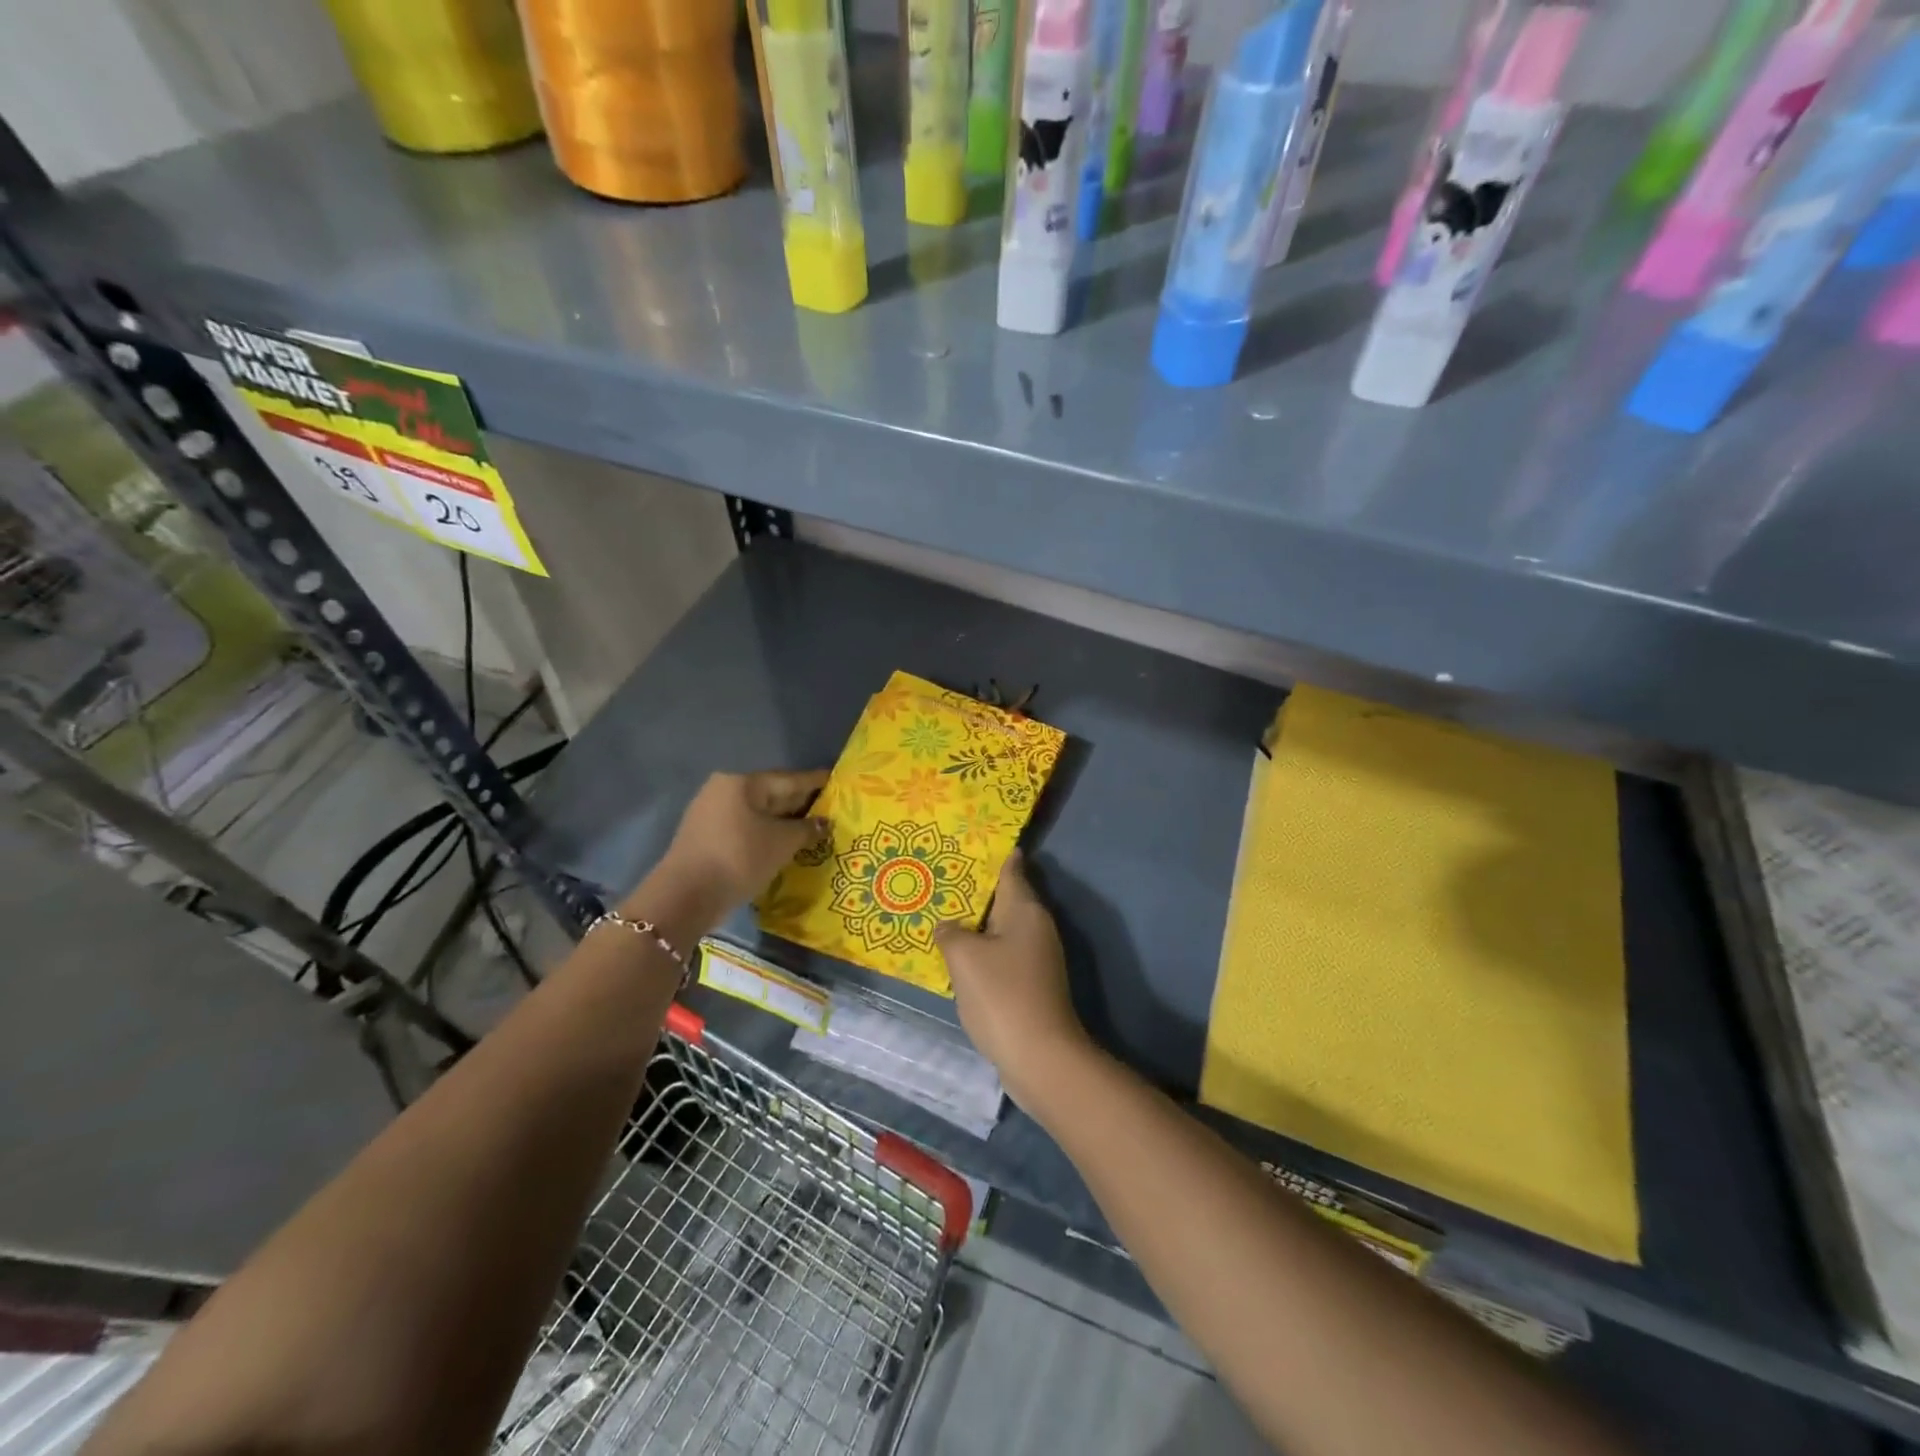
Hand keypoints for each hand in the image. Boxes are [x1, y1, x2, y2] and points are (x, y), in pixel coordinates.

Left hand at [646, 770, 828, 930]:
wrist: (686, 896)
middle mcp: (724, 791)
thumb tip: (824, 823)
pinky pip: (745, 829)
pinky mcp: (706, 837)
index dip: (816, 782)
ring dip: (783, 822)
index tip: (837, 781)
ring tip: (812, 830)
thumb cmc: (739, 858)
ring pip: (757, 814)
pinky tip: (783, 844)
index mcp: (742, 783)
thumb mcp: (782, 843)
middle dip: (800, 804)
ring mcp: (711, 814)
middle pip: (771, 794)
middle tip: (830, 809)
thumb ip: (807, 829)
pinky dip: (765, 834)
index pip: (789, 780)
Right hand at [936, 852, 1093, 1108]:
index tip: (972, 841)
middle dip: (978, 889)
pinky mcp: (1032, 984)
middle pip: (1006, 898)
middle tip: (944, 877)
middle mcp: (1036, 927)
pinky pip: (1002, 955)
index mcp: (1025, 910)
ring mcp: (1037, 958)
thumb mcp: (965, 958)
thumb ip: (951, 933)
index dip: (994, 854)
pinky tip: (959, 956)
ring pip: (1003, 929)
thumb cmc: (1002, 995)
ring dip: (978, 923)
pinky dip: (983, 951)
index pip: (1012, 869)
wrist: (1040, 1057)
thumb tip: (948, 927)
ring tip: (944, 914)